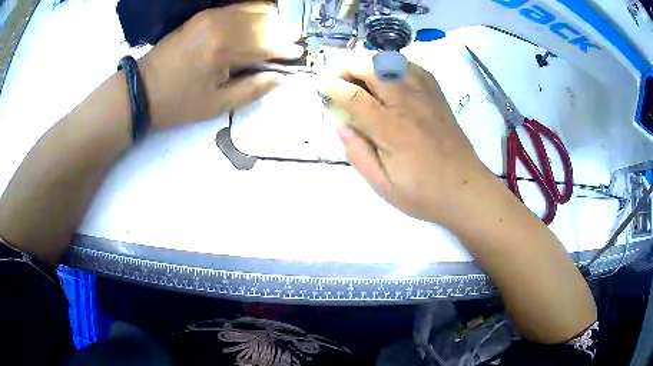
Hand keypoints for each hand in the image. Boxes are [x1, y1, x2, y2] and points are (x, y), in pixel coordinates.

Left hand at [137, 3, 302, 126]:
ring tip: (274, 38)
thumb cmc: (178, 102)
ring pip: (254, 10)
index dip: (286, 50)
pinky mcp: (204, 15)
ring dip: (269, 22)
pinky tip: (256, 26)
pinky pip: (238, 8)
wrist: (141, 89)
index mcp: (224, 49)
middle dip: (281, 34)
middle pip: (265, 21)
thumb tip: (283, 79)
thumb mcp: (217, 105)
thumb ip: (253, 89)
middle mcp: (221, 24)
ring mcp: (211, 15)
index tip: (297, 56)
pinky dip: (253, 14)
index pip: (268, 43)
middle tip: (287, 48)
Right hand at [319, 57, 494, 225]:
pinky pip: (416, 69)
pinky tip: (390, 73)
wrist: (466, 190)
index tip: (319, 82)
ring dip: (372, 62)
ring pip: (395, 63)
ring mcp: (427, 97)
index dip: (333, 86)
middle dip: (349, 66)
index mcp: (392, 130)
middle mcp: (409, 105)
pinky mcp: (438, 97)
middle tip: (337, 75)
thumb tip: (341, 127)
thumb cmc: (424, 193)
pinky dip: (397, 65)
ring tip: (360, 72)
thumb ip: (359, 155)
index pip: (356, 97)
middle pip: (375, 69)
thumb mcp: (384, 186)